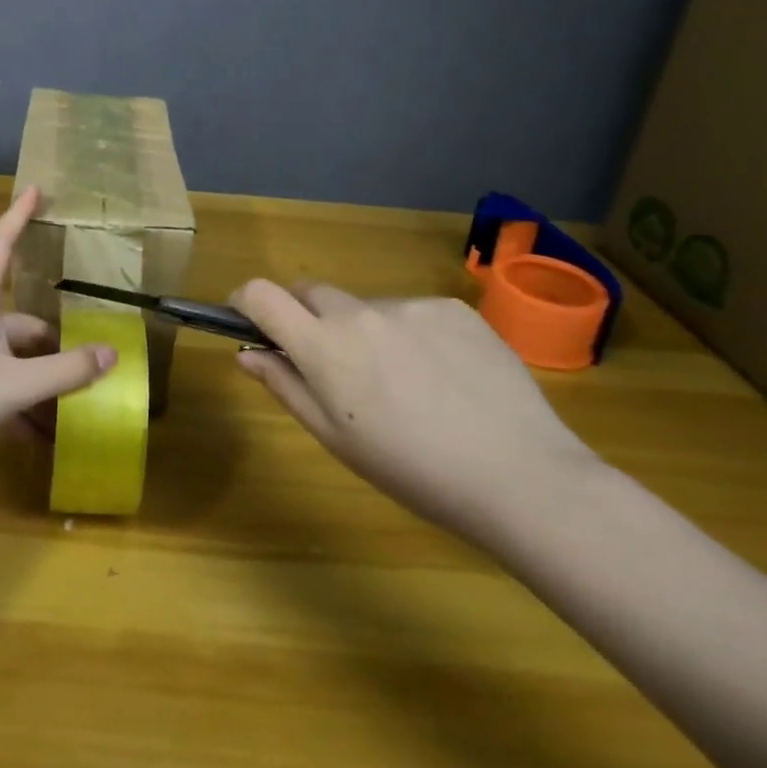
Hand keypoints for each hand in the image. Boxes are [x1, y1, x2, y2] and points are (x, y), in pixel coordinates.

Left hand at [0, 187, 117, 482]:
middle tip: (92, 360)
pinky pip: (1, 395)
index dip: (17, 217)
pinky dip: (24, 411)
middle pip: (21, 322)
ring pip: (14, 364)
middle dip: (55, 342)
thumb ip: (64, 371)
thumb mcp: (13, 384)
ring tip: (79, 406)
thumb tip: (112, 353)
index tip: (36, 189)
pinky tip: (45, 438)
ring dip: (43, 383)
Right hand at [230, 281, 603, 545]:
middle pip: (310, 292)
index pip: (261, 294)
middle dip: (305, 317)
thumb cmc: (412, 469)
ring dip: (363, 330)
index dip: (245, 301)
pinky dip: (410, 334)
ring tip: (403, 383)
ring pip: (365, 307)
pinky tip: (442, 376)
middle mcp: (360, 311)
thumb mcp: (336, 438)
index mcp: (324, 346)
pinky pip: (412, 311)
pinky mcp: (452, 307)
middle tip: (330, 364)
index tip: (249, 321)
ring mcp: (409, 304)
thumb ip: (285, 385)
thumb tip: (247, 353)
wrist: (521, 475)